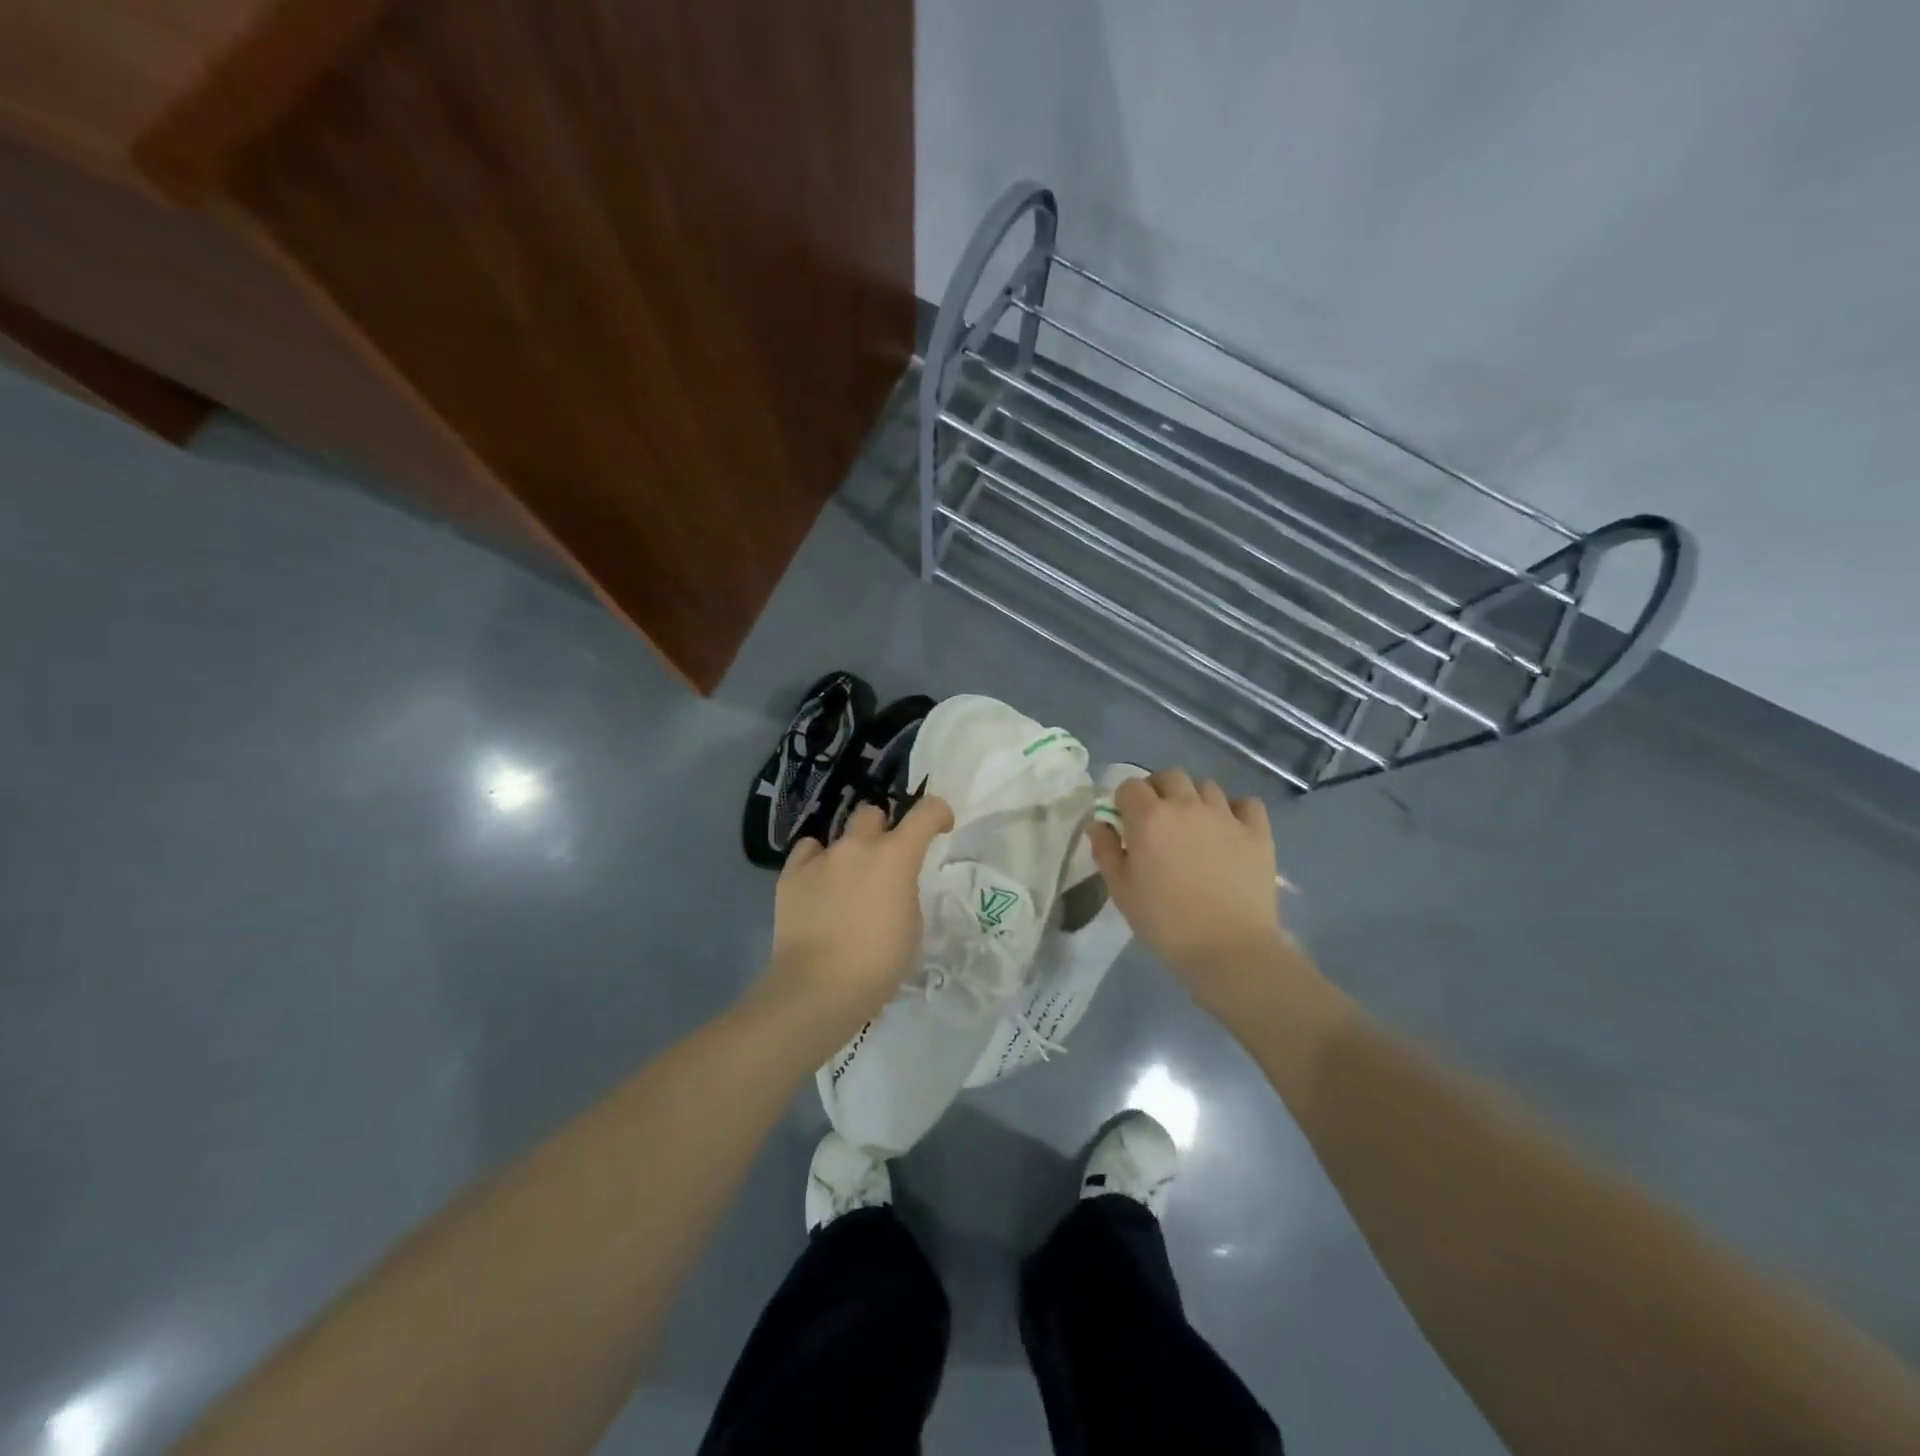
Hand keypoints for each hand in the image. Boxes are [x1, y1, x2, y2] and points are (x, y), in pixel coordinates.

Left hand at [757, 794, 955, 1034]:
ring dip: (849, 850)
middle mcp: (858, 845)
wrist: (819, 986)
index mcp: (896, 856)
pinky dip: (816, 862)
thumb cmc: (879, 962)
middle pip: (872, 813)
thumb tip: (891, 884)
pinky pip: (808, 852)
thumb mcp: (912, 925)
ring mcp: (822, 857)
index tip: (940, 827)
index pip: (926, 812)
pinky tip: (818, 885)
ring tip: (847, 879)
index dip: (938, 813)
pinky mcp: (792, 874)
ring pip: (839, 833)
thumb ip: (904, 891)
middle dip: (882, 829)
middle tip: (883, 858)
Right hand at [1090, 769, 1288, 1005]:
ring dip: (1194, 799)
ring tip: (1194, 827)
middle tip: (1158, 820)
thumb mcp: (1122, 891)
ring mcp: (1226, 816)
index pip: (1130, 786)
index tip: (1126, 823)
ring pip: (1206, 786)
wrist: (1228, 948)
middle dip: (1159, 790)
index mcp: (1150, 818)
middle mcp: (1187, 806)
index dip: (1124, 801)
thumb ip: (1106, 851)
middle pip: (1170, 776)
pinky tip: (1230, 831)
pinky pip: (1247, 803)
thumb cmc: (1165, 922)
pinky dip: (1236, 810)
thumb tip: (1100, 824)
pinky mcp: (1257, 832)